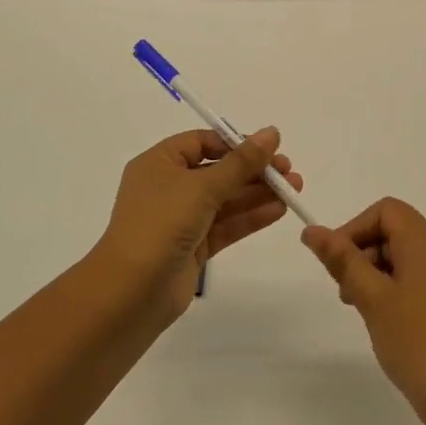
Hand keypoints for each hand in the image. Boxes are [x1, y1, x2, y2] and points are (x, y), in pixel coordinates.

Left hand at [89, 128, 303, 319]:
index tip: (268, 148)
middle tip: (289, 171)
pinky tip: (278, 210)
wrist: (132, 292)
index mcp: (160, 163)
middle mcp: (169, 187)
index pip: (202, 142)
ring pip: (226, 199)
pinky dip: (250, 217)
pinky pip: (226, 224)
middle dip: (254, 170)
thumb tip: (271, 132)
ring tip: (294, 189)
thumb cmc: (161, 224)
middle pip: (218, 170)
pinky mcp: (193, 247)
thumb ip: (241, 161)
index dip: (236, 143)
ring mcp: (181, 219)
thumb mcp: (202, 186)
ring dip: (258, 193)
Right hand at [302, 199, 425, 424]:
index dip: (354, 229)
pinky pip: (422, 276)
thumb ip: (342, 260)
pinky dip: (398, 285)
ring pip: (408, 255)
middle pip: (396, 230)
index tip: (336, 264)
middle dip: (363, 252)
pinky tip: (387, 320)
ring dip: (378, 271)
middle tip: (345, 292)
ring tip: (362, 309)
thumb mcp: (371, 297)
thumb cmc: (416, 341)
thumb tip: (313, 231)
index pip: (385, 211)